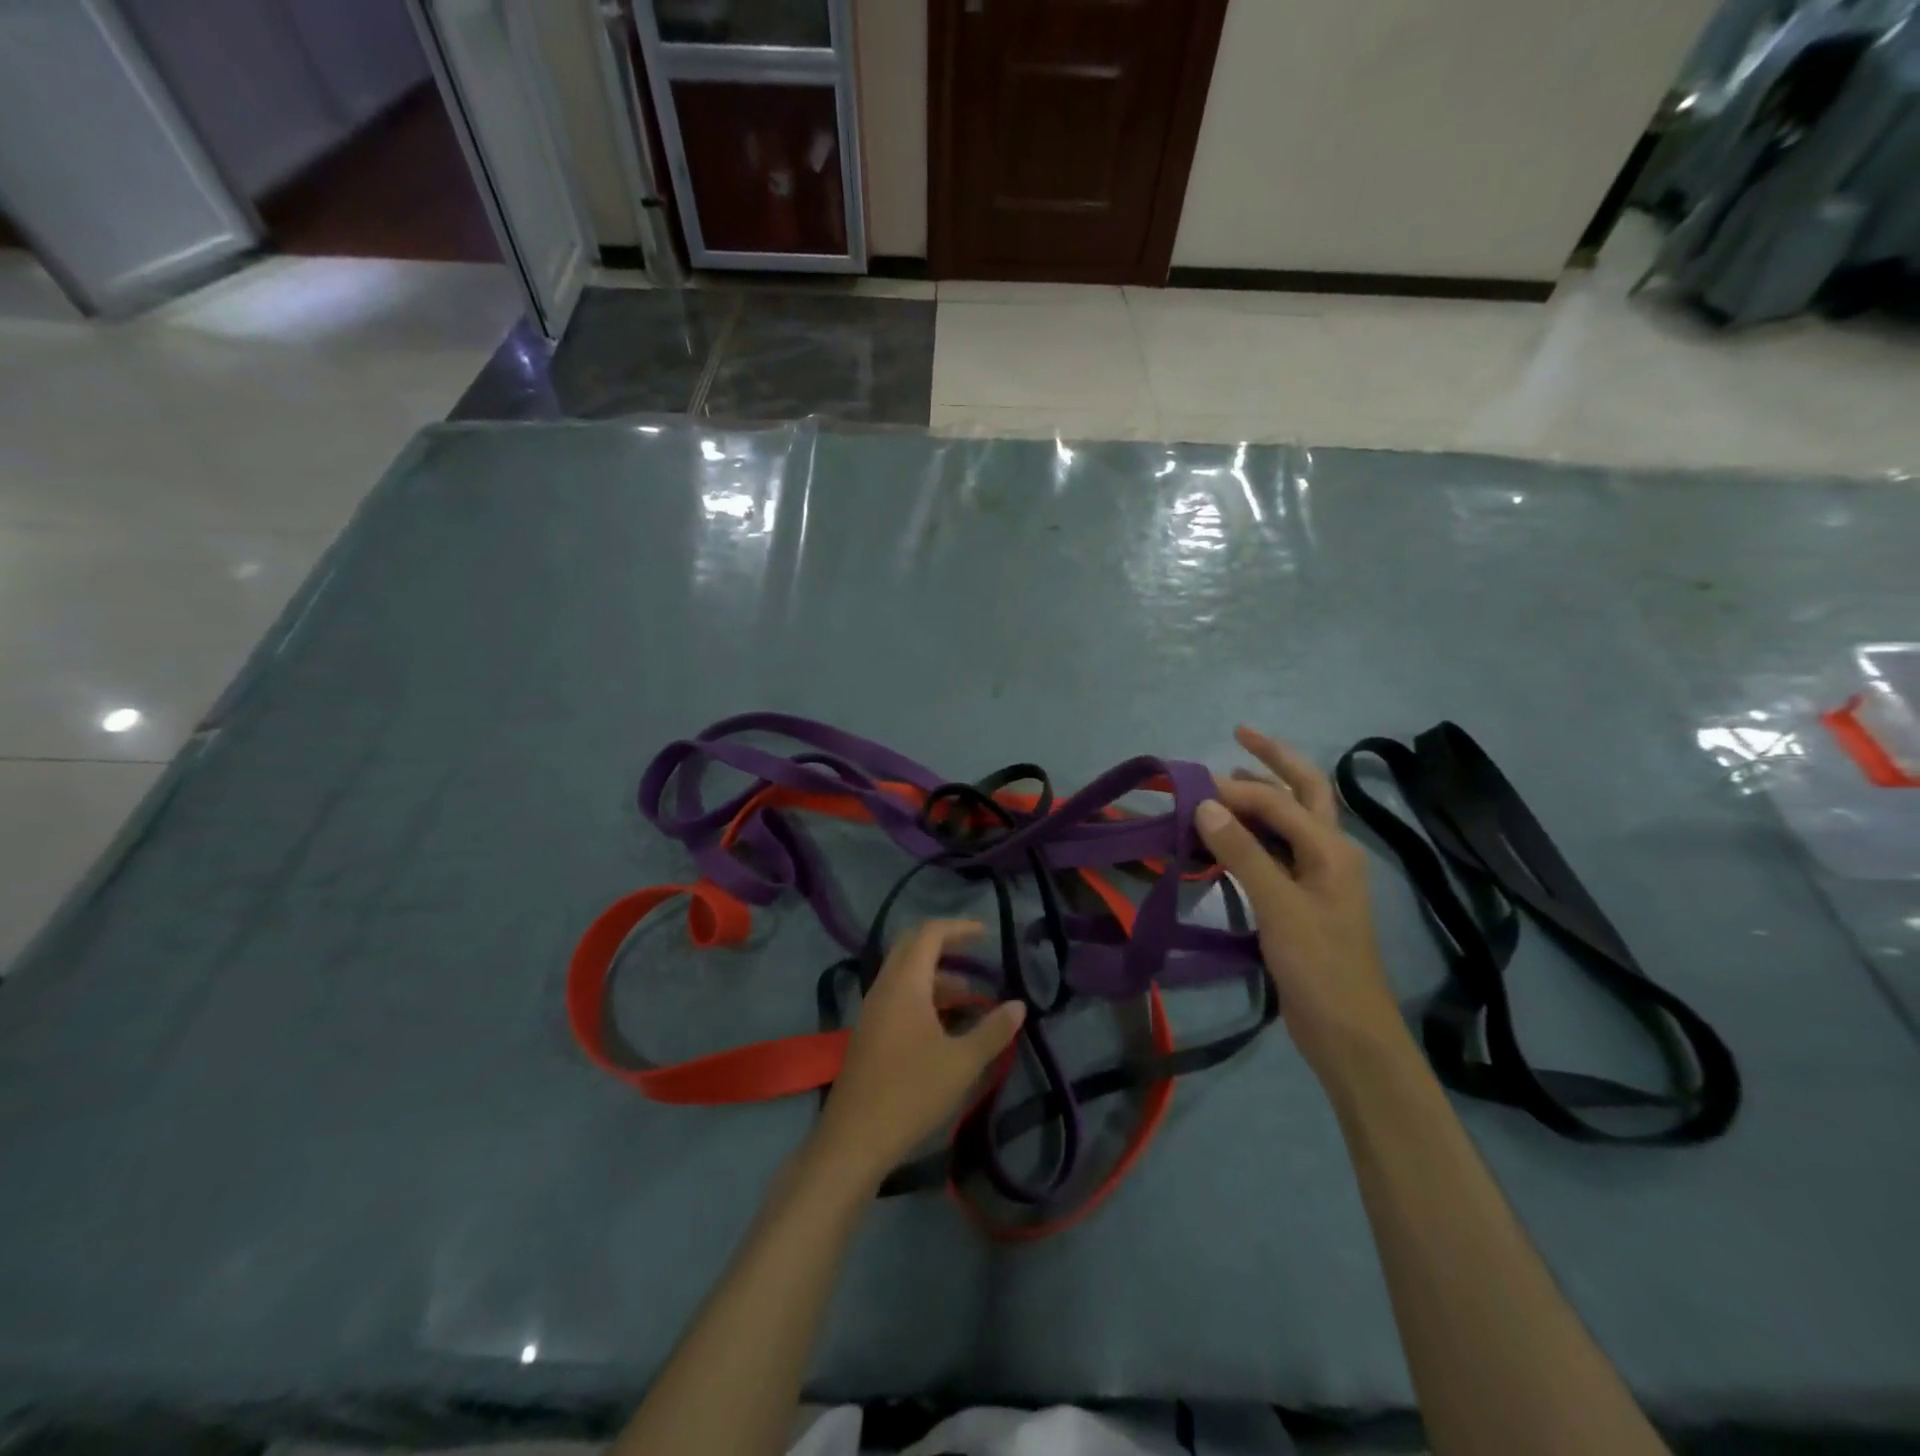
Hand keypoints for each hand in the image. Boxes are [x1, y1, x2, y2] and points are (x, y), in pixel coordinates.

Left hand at [810, 920, 1026, 1189]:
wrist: (854, 1138)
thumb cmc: (911, 1092)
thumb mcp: (962, 1062)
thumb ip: (993, 1030)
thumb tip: (1019, 1005)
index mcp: (905, 983)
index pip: (929, 934)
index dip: (959, 928)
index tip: (987, 934)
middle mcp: (885, 987)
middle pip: (912, 947)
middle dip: (946, 945)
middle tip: (976, 955)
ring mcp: (872, 1010)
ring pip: (905, 974)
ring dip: (936, 976)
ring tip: (971, 998)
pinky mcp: (869, 1032)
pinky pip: (898, 996)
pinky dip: (923, 996)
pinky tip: (945, 1025)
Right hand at [1196, 726, 1407, 1077]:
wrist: (1348, 1033)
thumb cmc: (1319, 967)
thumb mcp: (1279, 907)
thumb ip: (1243, 853)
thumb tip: (1205, 805)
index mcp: (1331, 849)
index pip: (1278, 802)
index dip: (1234, 791)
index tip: (1190, 787)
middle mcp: (1330, 853)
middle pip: (1305, 791)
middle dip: (1274, 760)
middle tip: (1239, 734)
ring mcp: (1318, 876)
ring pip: (1290, 820)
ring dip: (1263, 795)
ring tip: (1226, 780)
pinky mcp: (1303, 899)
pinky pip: (1277, 851)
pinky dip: (1253, 833)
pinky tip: (1227, 837)